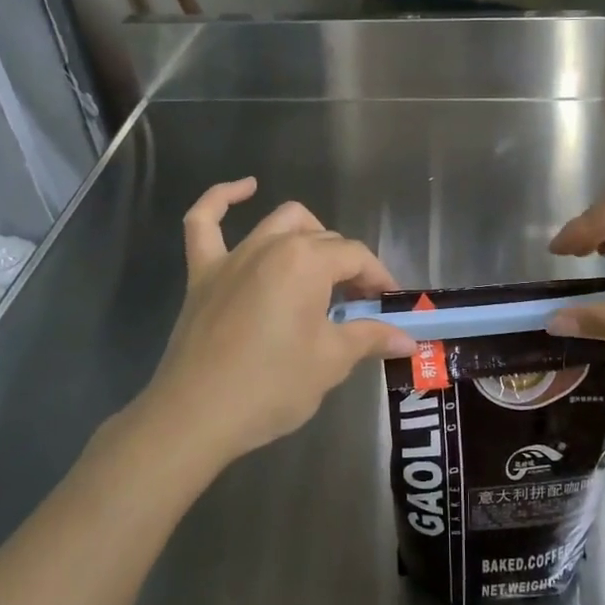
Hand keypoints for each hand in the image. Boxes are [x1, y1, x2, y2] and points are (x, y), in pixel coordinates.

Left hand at [139, 178, 415, 470]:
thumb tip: (408, 338)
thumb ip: (370, 338)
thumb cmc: (271, 386)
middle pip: (323, 240)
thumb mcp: (330, 362)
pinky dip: (222, 199)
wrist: (195, 416)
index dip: (378, 278)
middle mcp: (272, 245)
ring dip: (308, 234)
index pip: (356, 257)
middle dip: (348, 266)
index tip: (389, 306)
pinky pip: (204, 222)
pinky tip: (244, 188)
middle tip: (359, 305)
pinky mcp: (203, 272)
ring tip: (322, 264)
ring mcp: (233, 256)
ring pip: (280, 222)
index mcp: (307, 261)